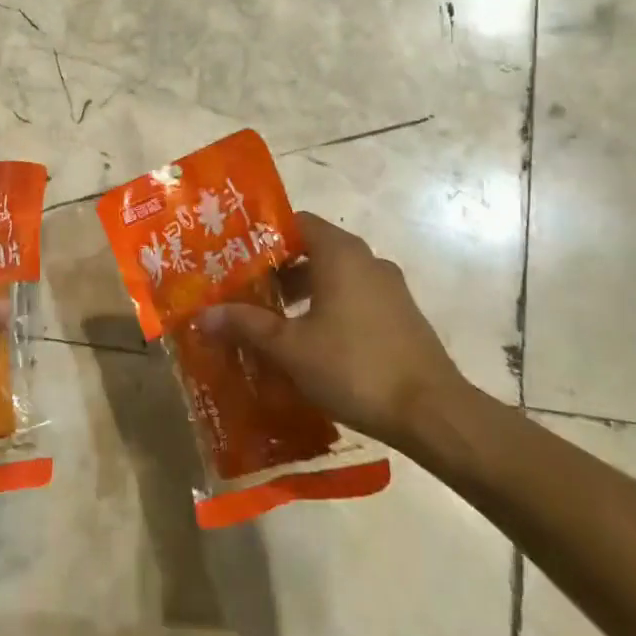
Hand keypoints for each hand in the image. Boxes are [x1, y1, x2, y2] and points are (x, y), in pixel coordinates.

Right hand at [198, 212, 474, 452]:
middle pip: (313, 250)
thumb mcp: (290, 348)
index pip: (296, 223)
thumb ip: (246, 325)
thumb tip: (203, 316)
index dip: (264, 237)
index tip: (236, 259)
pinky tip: (310, 343)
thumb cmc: (353, 366)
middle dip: (278, 270)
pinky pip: (355, 298)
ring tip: (272, 322)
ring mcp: (389, 288)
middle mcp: (367, 260)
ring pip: (335, 277)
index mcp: (340, 254)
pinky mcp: (400, 315)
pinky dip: (328, 309)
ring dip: (303, 293)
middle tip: (246, 293)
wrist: (431, 412)